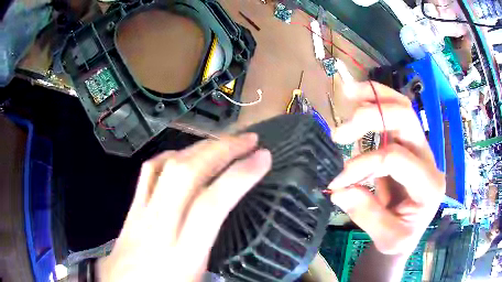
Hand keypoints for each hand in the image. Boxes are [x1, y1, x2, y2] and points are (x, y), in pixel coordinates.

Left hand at [96, 134, 271, 281]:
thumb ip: (220, 269)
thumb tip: (244, 255)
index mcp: (183, 255)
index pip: (211, 206)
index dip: (239, 176)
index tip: (263, 157)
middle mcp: (159, 228)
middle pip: (186, 175)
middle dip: (221, 150)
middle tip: (248, 140)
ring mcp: (141, 215)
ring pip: (165, 168)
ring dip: (198, 148)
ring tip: (221, 143)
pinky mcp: (131, 211)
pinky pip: (147, 174)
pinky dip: (169, 157)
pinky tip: (182, 157)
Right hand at [330, 82, 445, 254]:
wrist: (409, 231)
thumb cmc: (401, 238)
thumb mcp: (387, 238)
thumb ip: (367, 214)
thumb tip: (339, 190)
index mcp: (429, 185)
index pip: (395, 158)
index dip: (364, 165)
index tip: (338, 182)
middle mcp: (428, 159)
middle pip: (405, 119)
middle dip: (370, 118)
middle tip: (340, 132)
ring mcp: (419, 148)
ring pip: (402, 107)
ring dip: (374, 97)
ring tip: (347, 92)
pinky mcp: (408, 144)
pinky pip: (395, 113)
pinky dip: (375, 101)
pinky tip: (357, 97)